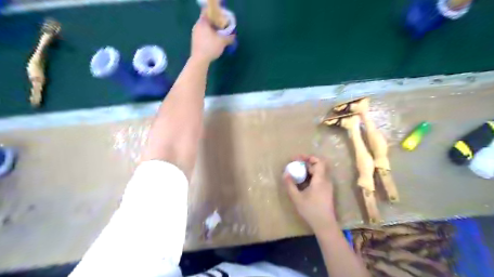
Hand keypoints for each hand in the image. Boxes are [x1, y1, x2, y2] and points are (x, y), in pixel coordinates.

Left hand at [190, 11, 233, 62]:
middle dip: (215, 24)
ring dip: (212, 31)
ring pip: (205, 29)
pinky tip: (213, 43)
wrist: (199, 60)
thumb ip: (229, 37)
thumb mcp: (222, 42)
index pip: (209, 13)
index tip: (223, 21)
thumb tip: (234, 35)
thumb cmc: (210, 47)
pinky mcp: (194, 41)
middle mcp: (197, 25)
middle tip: (222, 29)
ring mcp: (194, 33)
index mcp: (203, 22)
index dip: (217, 16)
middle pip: (207, 21)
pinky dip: (208, 37)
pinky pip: (203, 35)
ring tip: (219, 37)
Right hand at [284, 156, 337, 233]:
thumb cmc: (311, 210)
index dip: (308, 157)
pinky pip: (319, 178)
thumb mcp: (297, 198)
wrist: (325, 224)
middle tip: (295, 164)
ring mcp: (327, 186)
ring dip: (308, 169)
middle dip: (306, 162)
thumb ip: (290, 185)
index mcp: (320, 180)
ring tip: (297, 171)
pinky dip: (311, 175)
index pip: (318, 161)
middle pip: (318, 165)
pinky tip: (303, 181)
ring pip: (319, 171)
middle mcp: (326, 180)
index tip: (297, 158)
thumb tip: (285, 173)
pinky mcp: (327, 191)